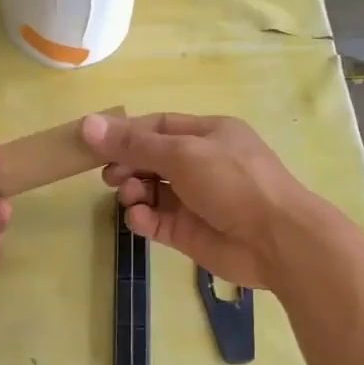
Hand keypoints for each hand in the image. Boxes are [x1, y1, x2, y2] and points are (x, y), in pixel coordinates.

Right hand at [81, 111, 324, 290]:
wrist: (276, 240)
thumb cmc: (233, 182)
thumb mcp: (182, 152)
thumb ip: (133, 143)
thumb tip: (88, 124)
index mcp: (207, 134)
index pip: (157, 127)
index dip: (125, 133)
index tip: (93, 142)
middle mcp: (200, 164)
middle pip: (150, 159)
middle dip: (126, 164)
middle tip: (109, 176)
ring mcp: (194, 200)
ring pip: (150, 190)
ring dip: (133, 191)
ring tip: (131, 196)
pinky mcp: (187, 232)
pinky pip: (155, 219)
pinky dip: (143, 217)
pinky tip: (141, 218)